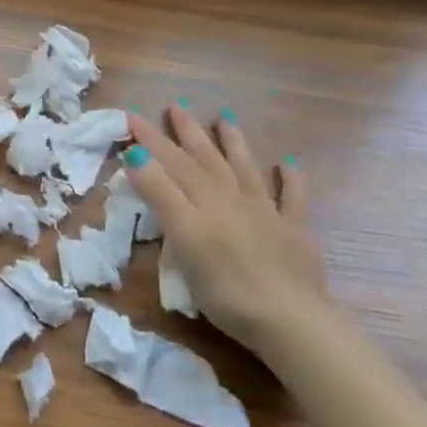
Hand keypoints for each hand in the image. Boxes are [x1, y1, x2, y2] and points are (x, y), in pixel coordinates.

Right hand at [123, 104, 328, 351]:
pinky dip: (290, 180)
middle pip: (206, 158)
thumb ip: (160, 193)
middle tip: (176, 105)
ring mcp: (267, 214)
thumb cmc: (225, 286)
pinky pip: (293, 199)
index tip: (131, 115)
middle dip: (188, 131)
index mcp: (204, 200)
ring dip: (234, 142)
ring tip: (224, 117)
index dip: (150, 139)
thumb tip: (136, 153)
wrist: (291, 321)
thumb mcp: (182, 237)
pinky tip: (288, 165)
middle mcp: (233, 197)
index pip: (171, 161)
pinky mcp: (295, 234)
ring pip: (245, 168)